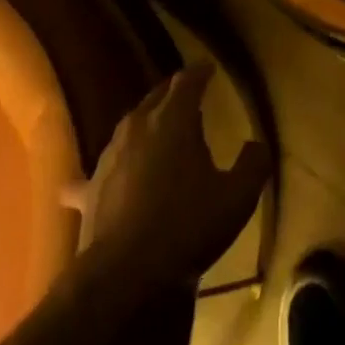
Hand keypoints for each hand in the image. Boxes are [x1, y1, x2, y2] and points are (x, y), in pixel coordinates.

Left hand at [64, 63, 268, 295]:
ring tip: (155, 126)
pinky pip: (93, 175)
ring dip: (144, 123)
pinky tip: (87, 180)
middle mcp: (139, 127)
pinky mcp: (90, 192)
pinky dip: (100, 173)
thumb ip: (254, 164)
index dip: (200, 72)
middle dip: (172, 92)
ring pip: (128, 127)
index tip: (208, 68)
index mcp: (175, 119)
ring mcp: (109, 158)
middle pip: (156, 97)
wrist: (124, 276)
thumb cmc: (187, 226)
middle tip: (186, 93)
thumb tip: (257, 145)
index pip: (187, 81)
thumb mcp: (237, 197)